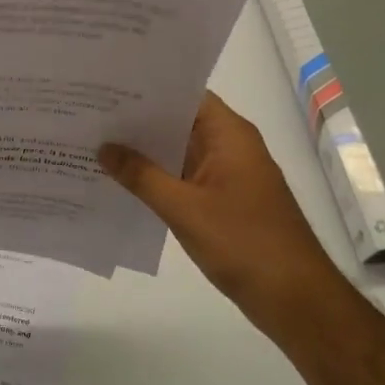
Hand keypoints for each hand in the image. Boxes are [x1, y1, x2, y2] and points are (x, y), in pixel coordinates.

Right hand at [100, 91, 341, 308]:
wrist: (295, 298)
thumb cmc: (243, 243)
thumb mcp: (184, 208)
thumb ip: (141, 175)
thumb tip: (104, 147)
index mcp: (229, 135)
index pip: (185, 95)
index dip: (147, 88)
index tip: (107, 85)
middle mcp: (230, 146)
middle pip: (179, 121)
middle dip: (137, 120)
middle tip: (89, 113)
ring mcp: (228, 175)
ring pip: (179, 151)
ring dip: (144, 151)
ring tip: (95, 142)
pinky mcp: (223, 201)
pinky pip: (183, 177)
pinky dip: (156, 177)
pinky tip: (121, 182)